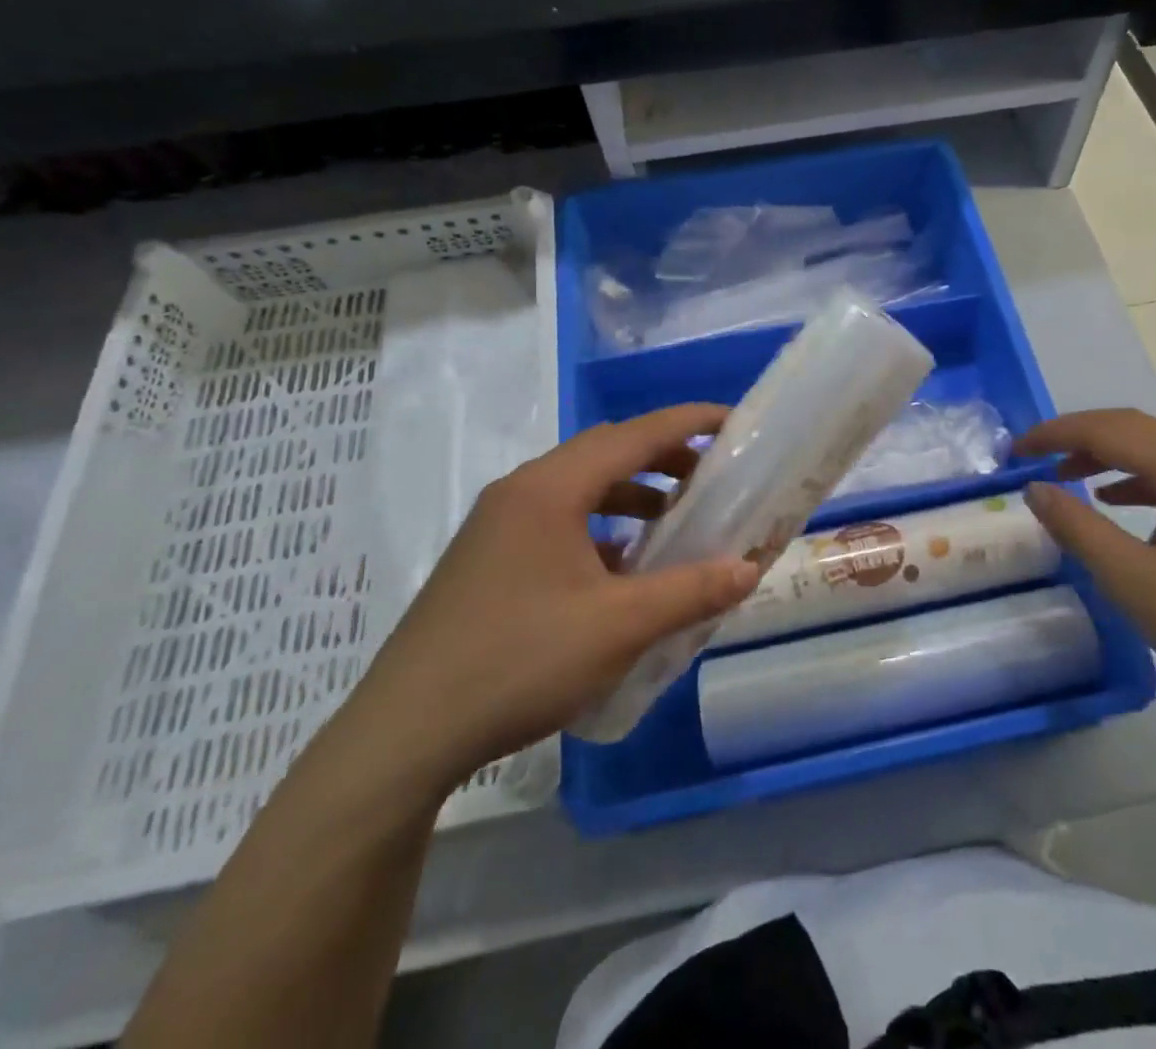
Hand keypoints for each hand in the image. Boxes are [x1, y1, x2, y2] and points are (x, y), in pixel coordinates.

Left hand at [341, 403, 759, 795]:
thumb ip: (691, 591)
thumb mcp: (619, 626)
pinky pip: (557, 521)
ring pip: (579, 488)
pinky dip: (600, 527)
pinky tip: (620, 568)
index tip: (734, 422)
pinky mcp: (487, 558)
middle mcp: (521, 491)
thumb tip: (750, 569)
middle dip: (663, 457)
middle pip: (605, 453)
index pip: (634, 435)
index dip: (689, 423)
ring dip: (631, 494)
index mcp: (551, 488)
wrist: (405, 733)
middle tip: (712, 474)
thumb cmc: (519, 661)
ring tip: (673, 521)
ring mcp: (497, 524)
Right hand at [1015, 408, 1155, 725]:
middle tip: (1033, 455)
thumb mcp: (1137, 583)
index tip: (1015, 450)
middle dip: (1078, 436)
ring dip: (1107, 455)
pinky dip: (1137, 478)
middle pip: (1135, 429)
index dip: (1056, 433)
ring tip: (1065, 475)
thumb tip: (1035, 488)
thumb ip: (1080, 529)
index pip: (1110, 430)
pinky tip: (1117, 500)